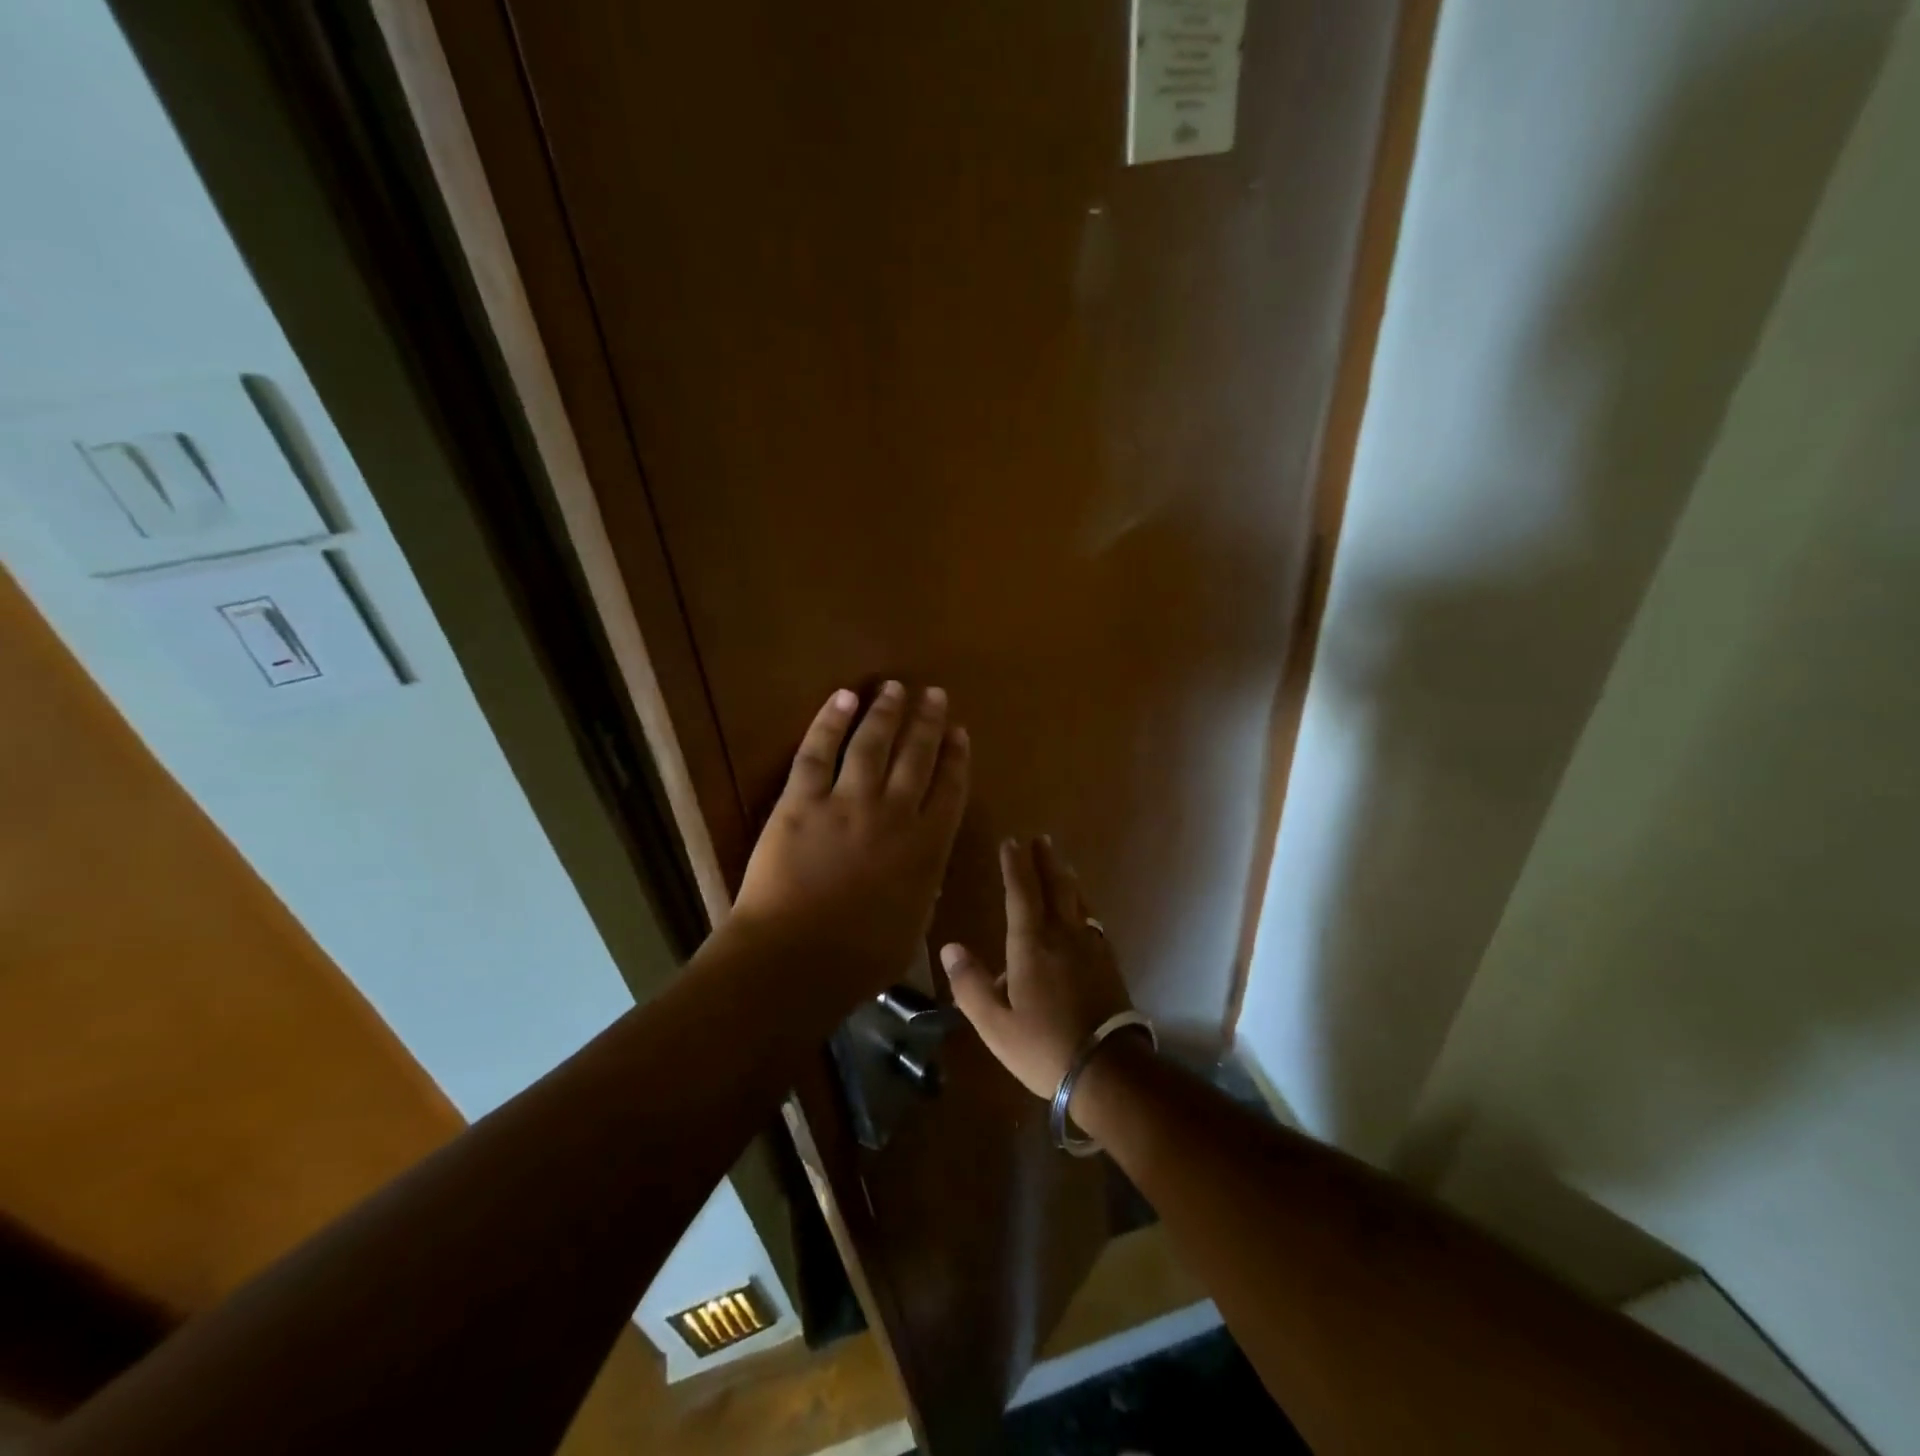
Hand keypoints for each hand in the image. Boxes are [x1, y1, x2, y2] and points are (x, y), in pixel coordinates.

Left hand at [730, 682, 969, 995]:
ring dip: (886, 711)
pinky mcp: (802, 800)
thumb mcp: (911, 928)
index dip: (956, 757)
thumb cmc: (859, 958)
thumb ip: (922, 890)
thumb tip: (926, 871)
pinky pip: (818, 752)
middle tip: (934, 694)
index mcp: (925, 848)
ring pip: (872, 744)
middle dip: (927, 722)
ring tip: (895, 687)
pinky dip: (830, 721)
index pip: (950, 790)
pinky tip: (843, 697)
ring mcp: (847, 802)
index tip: (959, 732)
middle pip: (916, 756)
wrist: (797, 959)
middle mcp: (893, 814)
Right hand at [942, 836, 1132, 1097]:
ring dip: (1066, 878)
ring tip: (1061, 864)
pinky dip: (1082, 905)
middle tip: (1040, 840)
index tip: (1011, 842)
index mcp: (1032, 944)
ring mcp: (1091, 947)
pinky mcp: (1108, 963)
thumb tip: (950, 948)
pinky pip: (1092, 920)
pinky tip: (1083, 913)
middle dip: (1045, 861)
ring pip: (1078, 901)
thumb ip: (970, 984)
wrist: (1107, 1069)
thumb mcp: (994, 1023)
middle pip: (1056, 887)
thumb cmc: (1043, 1046)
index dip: (1014, 865)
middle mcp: (1063, 935)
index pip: (1021, 892)